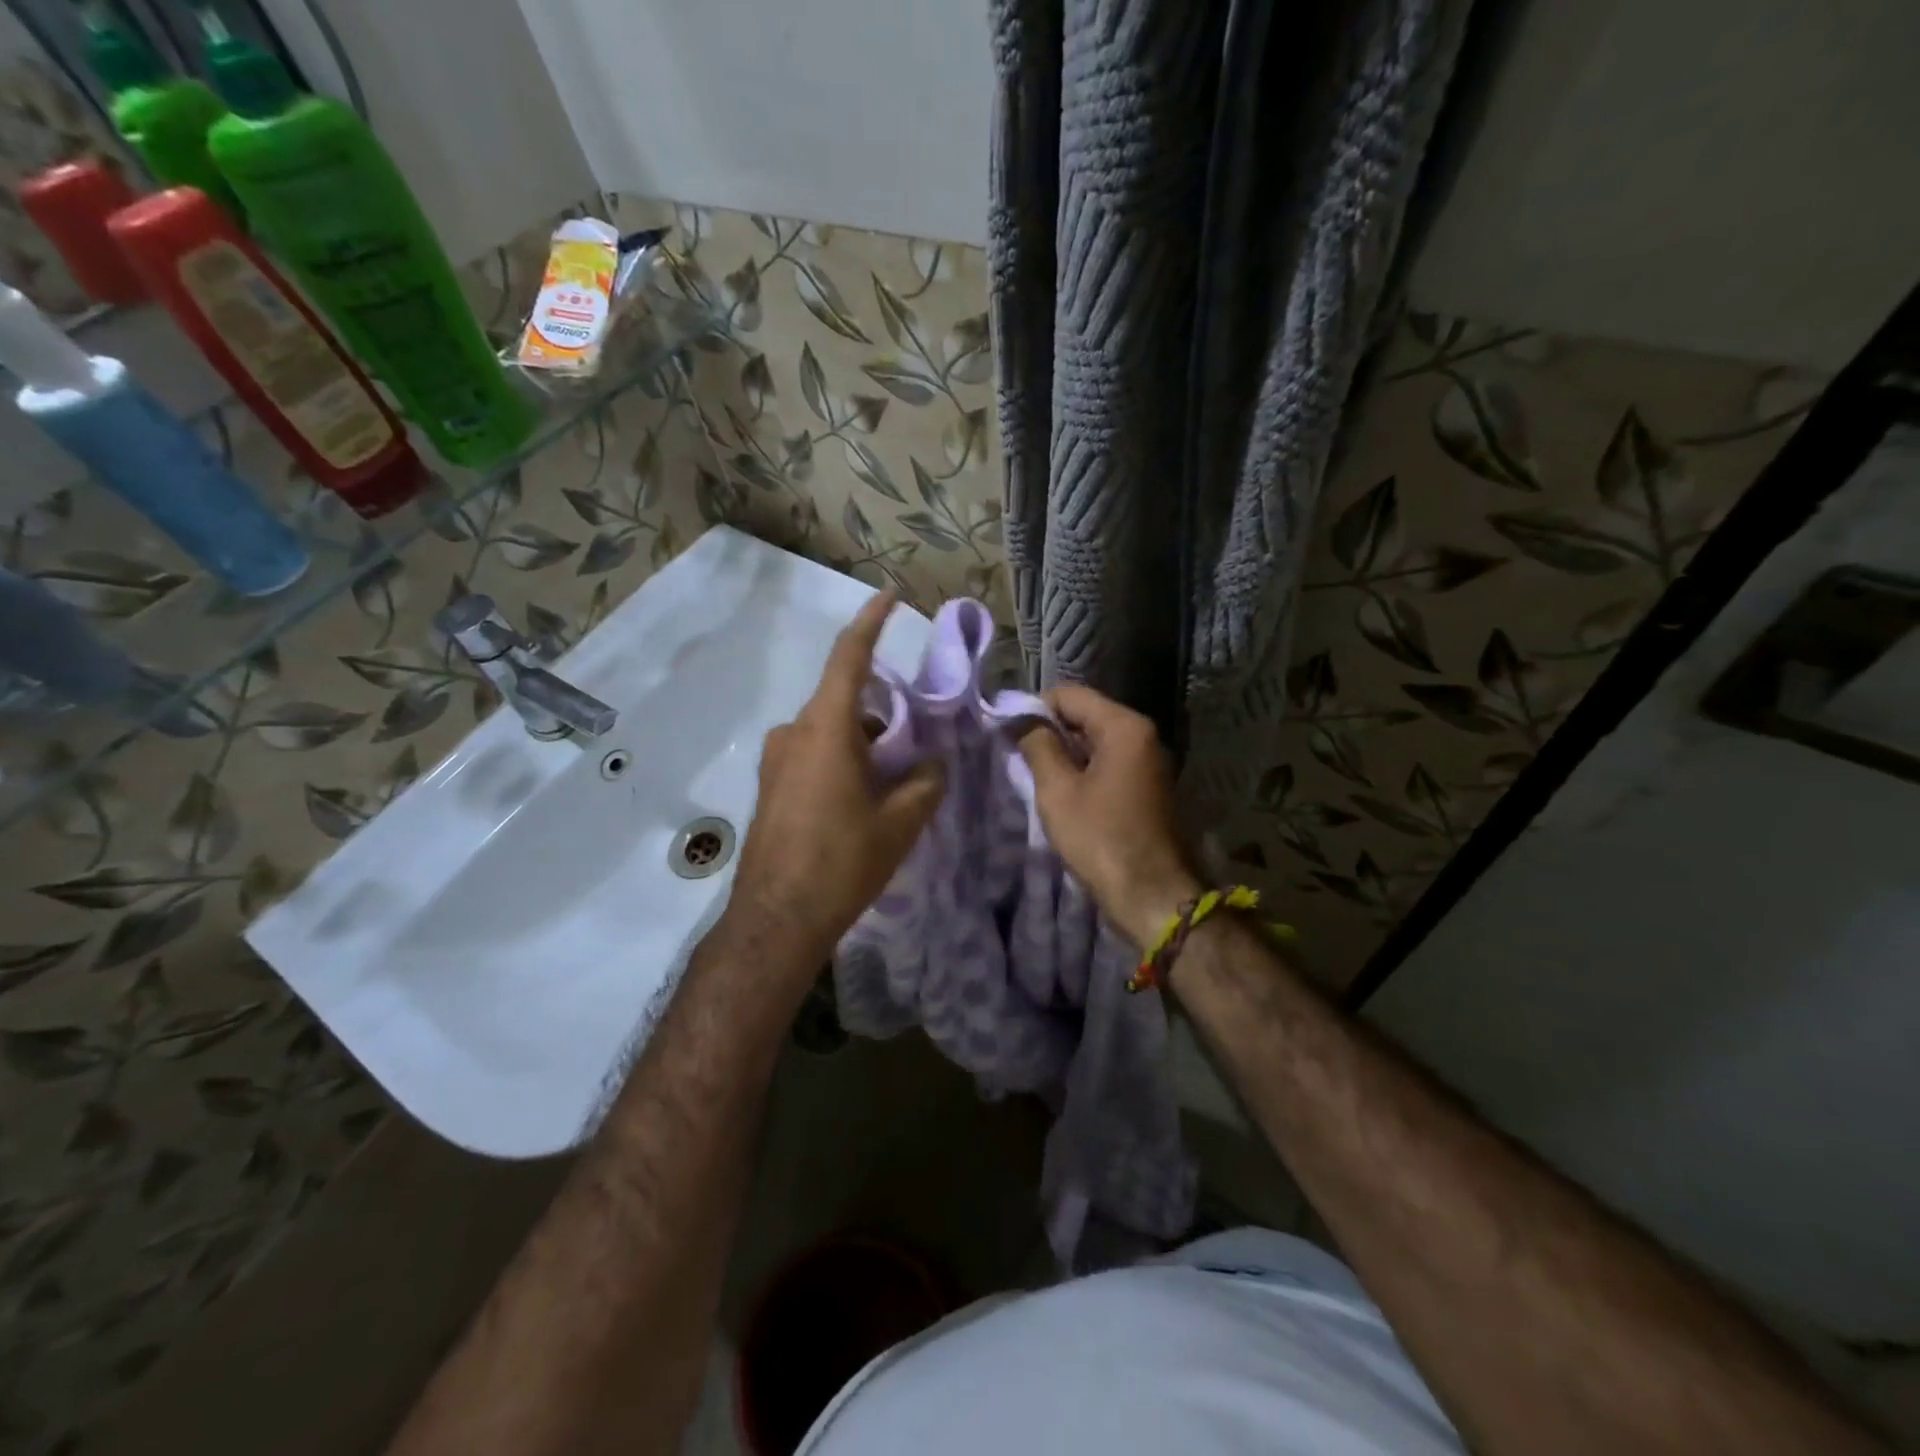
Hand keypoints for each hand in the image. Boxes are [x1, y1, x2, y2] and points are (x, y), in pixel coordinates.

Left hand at [727, 592, 944, 971]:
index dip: (872, 622)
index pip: (850, 658)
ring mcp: (776, 760)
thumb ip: (925, 783)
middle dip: (882, 713)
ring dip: (863, 743)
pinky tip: (862, 800)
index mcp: (825, 729)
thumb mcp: (900, 822)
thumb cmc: (842, 862)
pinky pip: (813, 754)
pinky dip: (843, 760)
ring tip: (894, 782)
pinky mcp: (771, 786)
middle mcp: (794, 733)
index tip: (891, 595)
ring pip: (830, 731)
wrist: (777, 919)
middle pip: (845, 702)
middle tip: (915, 742)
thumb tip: (933, 764)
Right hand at [1018, 684, 1201, 948]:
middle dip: (1051, 732)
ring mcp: (1150, 761)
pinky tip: (1066, 795)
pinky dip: (1085, 771)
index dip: (1035, 709)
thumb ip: (1038, 746)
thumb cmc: (1101, 839)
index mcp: (1124, 727)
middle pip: (1086, 715)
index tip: (1010, 736)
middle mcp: (1144, 735)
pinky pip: (1110, 763)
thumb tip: (1021, 719)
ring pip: (1097, 741)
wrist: (1152, 895)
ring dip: (1067, 754)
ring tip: (1039, 779)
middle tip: (1020, 760)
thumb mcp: (1058, 791)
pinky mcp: (1149, 786)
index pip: (1069, 695)